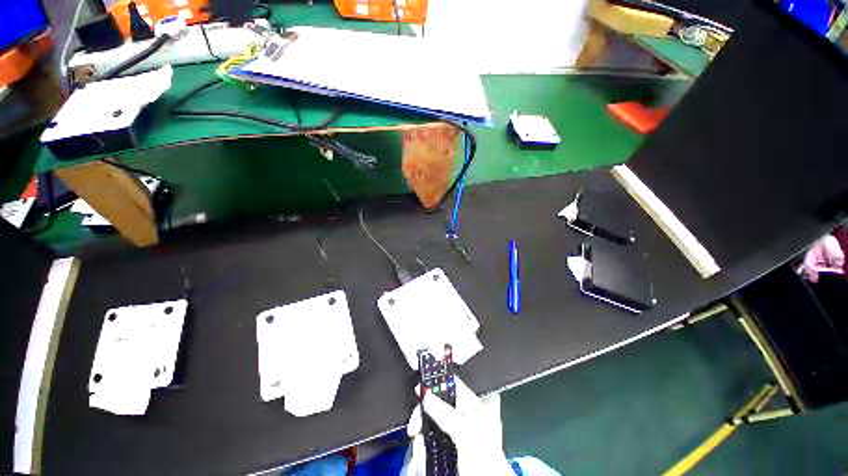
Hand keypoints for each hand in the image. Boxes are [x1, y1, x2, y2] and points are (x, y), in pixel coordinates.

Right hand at [403, 377, 513, 475]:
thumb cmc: (486, 462)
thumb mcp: (465, 434)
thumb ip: (446, 413)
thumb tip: (427, 396)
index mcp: (472, 406)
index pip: (451, 384)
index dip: (436, 382)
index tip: (419, 389)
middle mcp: (463, 416)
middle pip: (437, 404)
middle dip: (423, 414)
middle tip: (414, 426)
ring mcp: (455, 432)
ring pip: (431, 422)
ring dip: (421, 433)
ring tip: (418, 446)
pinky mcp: (448, 446)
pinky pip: (430, 439)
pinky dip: (423, 445)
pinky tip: (421, 455)